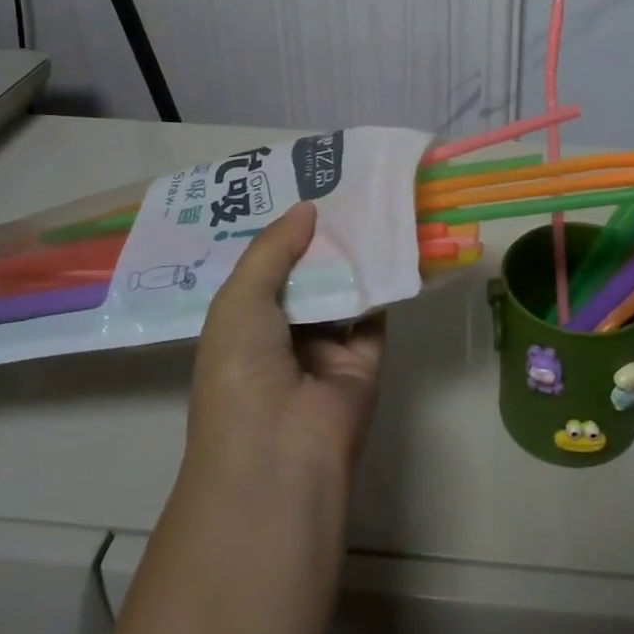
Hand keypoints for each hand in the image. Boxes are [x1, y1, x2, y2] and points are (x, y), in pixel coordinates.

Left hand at [187, 202, 385, 485]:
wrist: (281, 447)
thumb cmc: (241, 369)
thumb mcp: (239, 300)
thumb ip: (273, 249)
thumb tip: (308, 208)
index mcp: (243, 324)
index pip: (264, 269)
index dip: (280, 233)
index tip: (300, 188)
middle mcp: (283, 334)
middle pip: (307, 275)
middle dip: (321, 238)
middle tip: (344, 186)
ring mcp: (325, 348)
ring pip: (343, 290)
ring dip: (355, 255)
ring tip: (372, 202)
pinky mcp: (364, 359)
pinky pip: (375, 312)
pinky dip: (385, 282)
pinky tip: (394, 241)